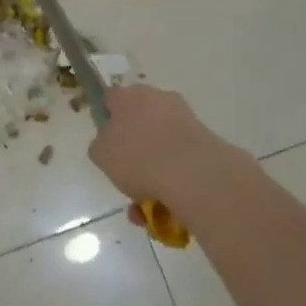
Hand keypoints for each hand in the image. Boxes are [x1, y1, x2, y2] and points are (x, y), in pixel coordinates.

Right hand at [87, 85, 247, 213]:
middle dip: (132, 153)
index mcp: (129, 96)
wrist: (191, 173)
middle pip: (139, 124)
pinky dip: (170, 182)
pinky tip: (162, 209)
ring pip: (160, 147)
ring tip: (142, 207)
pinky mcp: (205, 142)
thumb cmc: (136, 157)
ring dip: (150, 175)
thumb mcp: (100, 153)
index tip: (105, 144)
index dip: (106, 120)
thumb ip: (101, 145)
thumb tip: (110, 145)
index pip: (110, 100)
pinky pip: (179, 162)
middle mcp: (158, 99)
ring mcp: (184, 119)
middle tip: (124, 179)